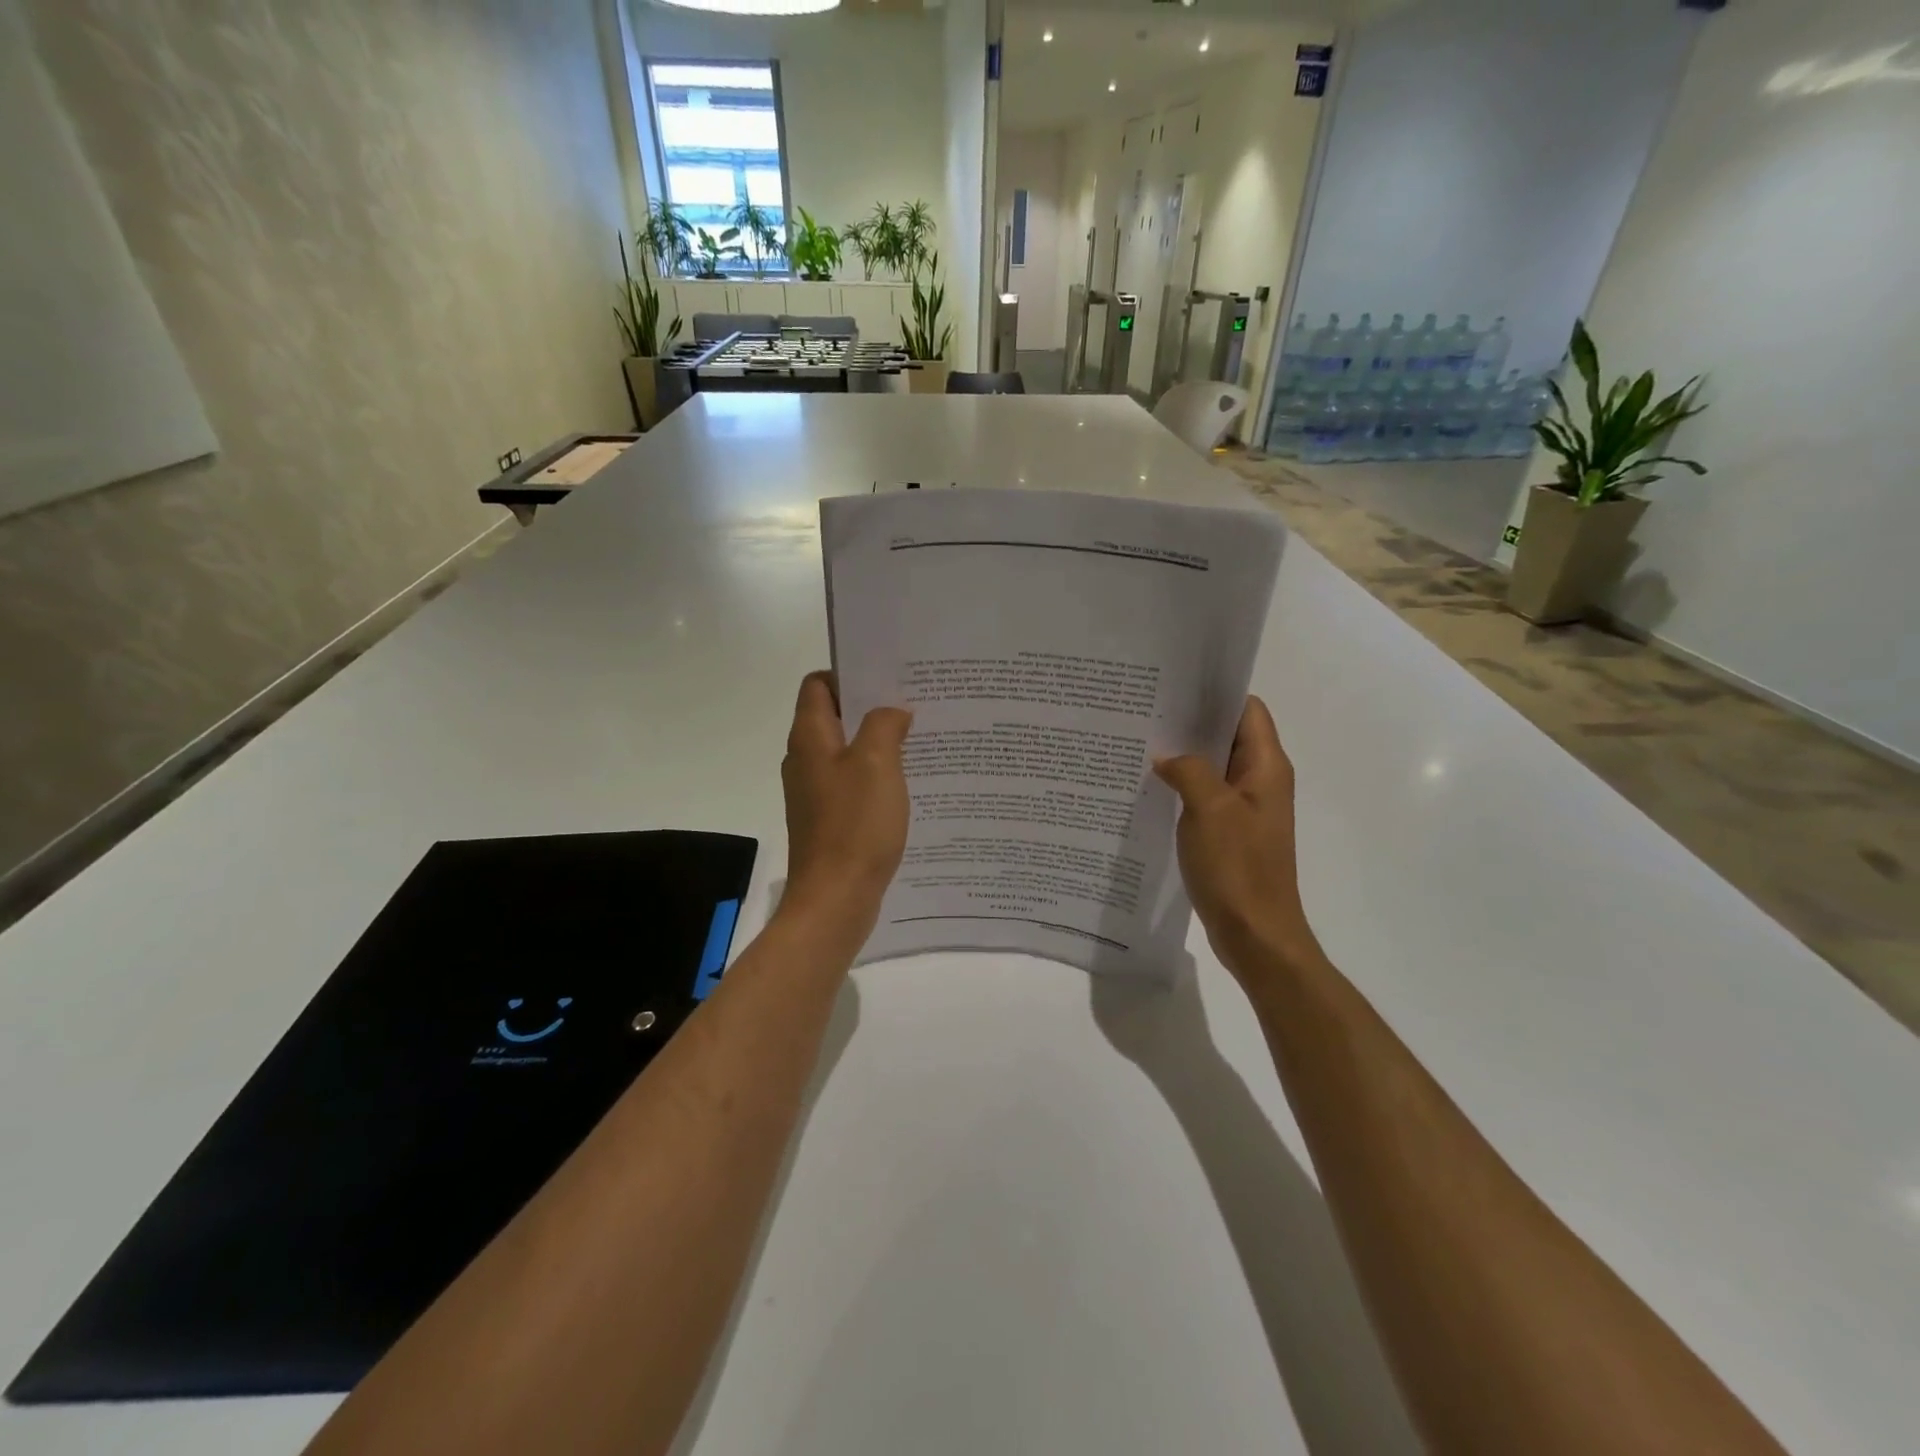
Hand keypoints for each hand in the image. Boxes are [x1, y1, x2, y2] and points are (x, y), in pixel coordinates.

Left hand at [779, 671, 912, 946]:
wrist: (835, 899)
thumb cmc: (854, 825)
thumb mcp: (876, 764)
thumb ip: (884, 725)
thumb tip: (893, 710)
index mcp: (810, 738)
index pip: (818, 684)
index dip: (848, 673)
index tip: (888, 677)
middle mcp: (806, 760)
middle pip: (835, 716)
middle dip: (872, 707)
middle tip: (914, 704)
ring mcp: (815, 792)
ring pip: (847, 752)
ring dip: (878, 743)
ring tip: (920, 740)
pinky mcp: (829, 819)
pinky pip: (853, 784)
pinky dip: (877, 777)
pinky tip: (909, 784)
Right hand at [1155, 697, 1323, 981]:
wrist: (1256, 934)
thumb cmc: (1238, 868)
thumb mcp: (1209, 809)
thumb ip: (1188, 770)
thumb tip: (1165, 756)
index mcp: (1266, 767)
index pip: (1247, 709)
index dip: (1215, 693)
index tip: (1174, 685)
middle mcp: (1260, 781)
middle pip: (1227, 736)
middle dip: (1189, 723)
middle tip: (1144, 711)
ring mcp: (1245, 809)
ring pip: (1212, 767)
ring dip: (1183, 757)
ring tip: (1139, 744)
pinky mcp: (1230, 833)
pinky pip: (1205, 797)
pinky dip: (1181, 787)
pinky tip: (1148, 788)